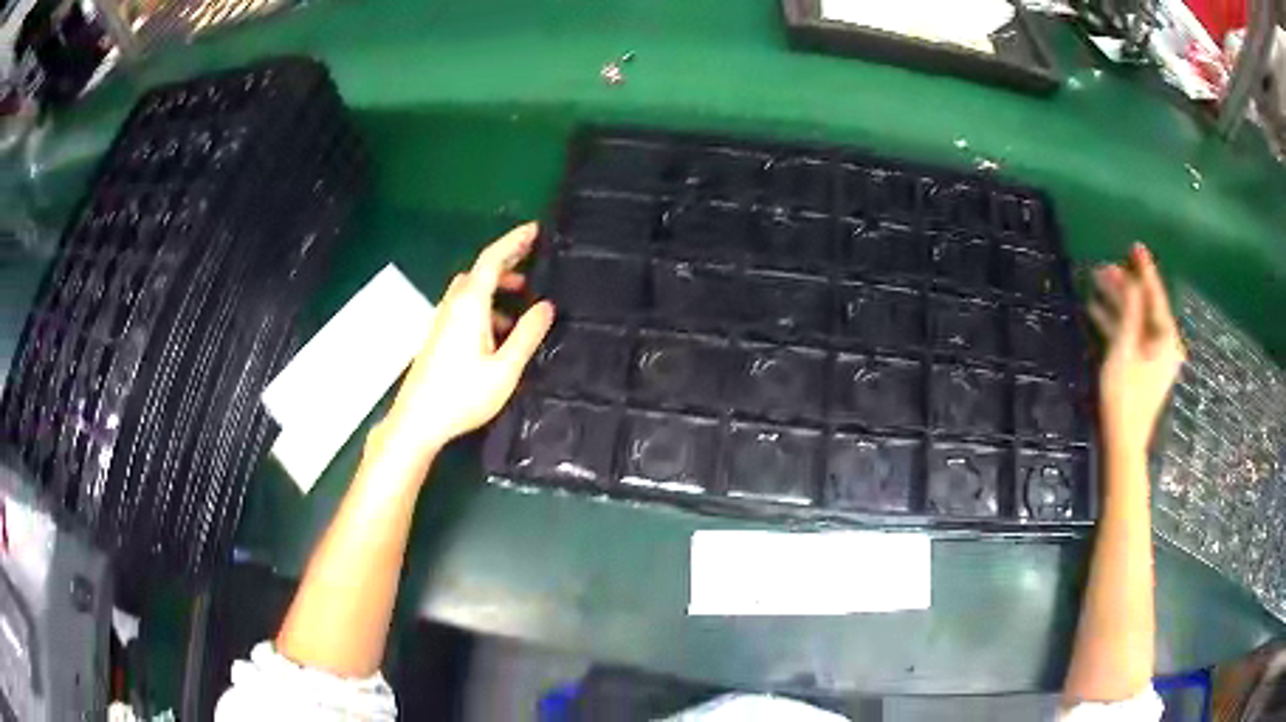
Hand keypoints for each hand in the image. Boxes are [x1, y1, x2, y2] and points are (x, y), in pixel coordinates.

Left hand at [378, 223, 554, 457]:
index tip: (535, 229)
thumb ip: (527, 335)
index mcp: (470, 304)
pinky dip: (487, 306)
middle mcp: (453, 305)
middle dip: (508, 260)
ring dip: (498, 286)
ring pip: (472, 290)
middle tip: (534, 255)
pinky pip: (465, 308)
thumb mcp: (505, 369)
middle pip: (481, 270)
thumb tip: (546, 306)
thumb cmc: (462, 395)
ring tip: (524, 297)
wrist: (417, 421)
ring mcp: (442, 320)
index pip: (492, 259)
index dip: (514, 241)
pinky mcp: (438, 336)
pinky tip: (501, 332)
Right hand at [1087, 243, 1185, 458]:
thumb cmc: (1125, 394)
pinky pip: (1133, 336)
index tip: (1135, 246)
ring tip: (1095, 284)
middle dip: (1124, 286)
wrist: (1124, 441)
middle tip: (1102, 268)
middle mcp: (1166, 343)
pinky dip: (1118, 323)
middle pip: (1145, 306)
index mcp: (1166, 337)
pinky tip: (1098, 312)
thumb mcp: (1125, 346)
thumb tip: (1131, 280)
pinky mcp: (1146, 368)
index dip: (1144, 270)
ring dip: (1117, 303)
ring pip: (1137, 320)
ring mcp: (1157, 357)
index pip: (1155, 294)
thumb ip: (1131, 310)